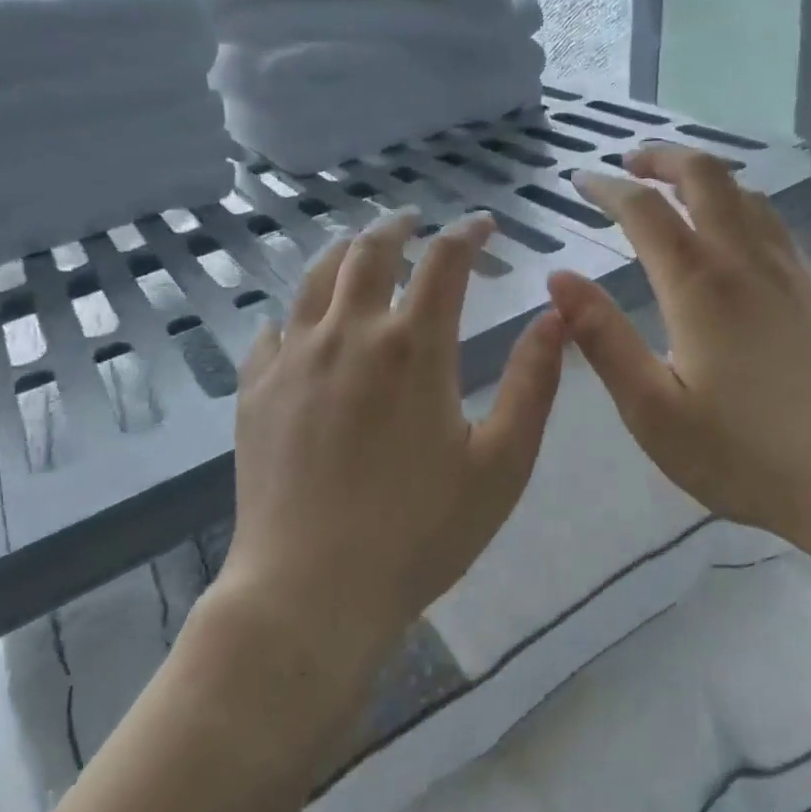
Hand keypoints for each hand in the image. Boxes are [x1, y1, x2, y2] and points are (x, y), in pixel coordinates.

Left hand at [222, 209, 564, 681]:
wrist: (311, 590)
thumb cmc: (419, 533)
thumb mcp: (501, 464)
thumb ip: (532, 383)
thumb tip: (555, 317)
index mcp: (412, 347)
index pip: (444, 262)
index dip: (467, 233)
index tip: (483, 224)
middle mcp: (348, 335)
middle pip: (369, 252)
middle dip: (399, 227)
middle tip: (415, 220)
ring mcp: (292, 360)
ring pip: (315, 278)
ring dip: (344, 252)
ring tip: (360, 247)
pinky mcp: (255, 391)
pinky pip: (272, 329)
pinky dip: (295, 311)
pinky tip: (301, 322)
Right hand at [545, 146, 810, 558]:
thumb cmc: (741, 455)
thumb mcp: (652, 409)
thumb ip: (603, 339)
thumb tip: (559, 279)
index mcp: (699, 286)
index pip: (644, 211)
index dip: (607, 189)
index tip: (580, 181)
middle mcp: (746, 261)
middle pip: (705, 178)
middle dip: (662, 158)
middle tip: (628, 163)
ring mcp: (790, 272)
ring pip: (746, 194)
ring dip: (704, 176)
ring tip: (673, 185)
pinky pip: (773, 223)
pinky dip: (739, 203)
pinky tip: (731, 230)